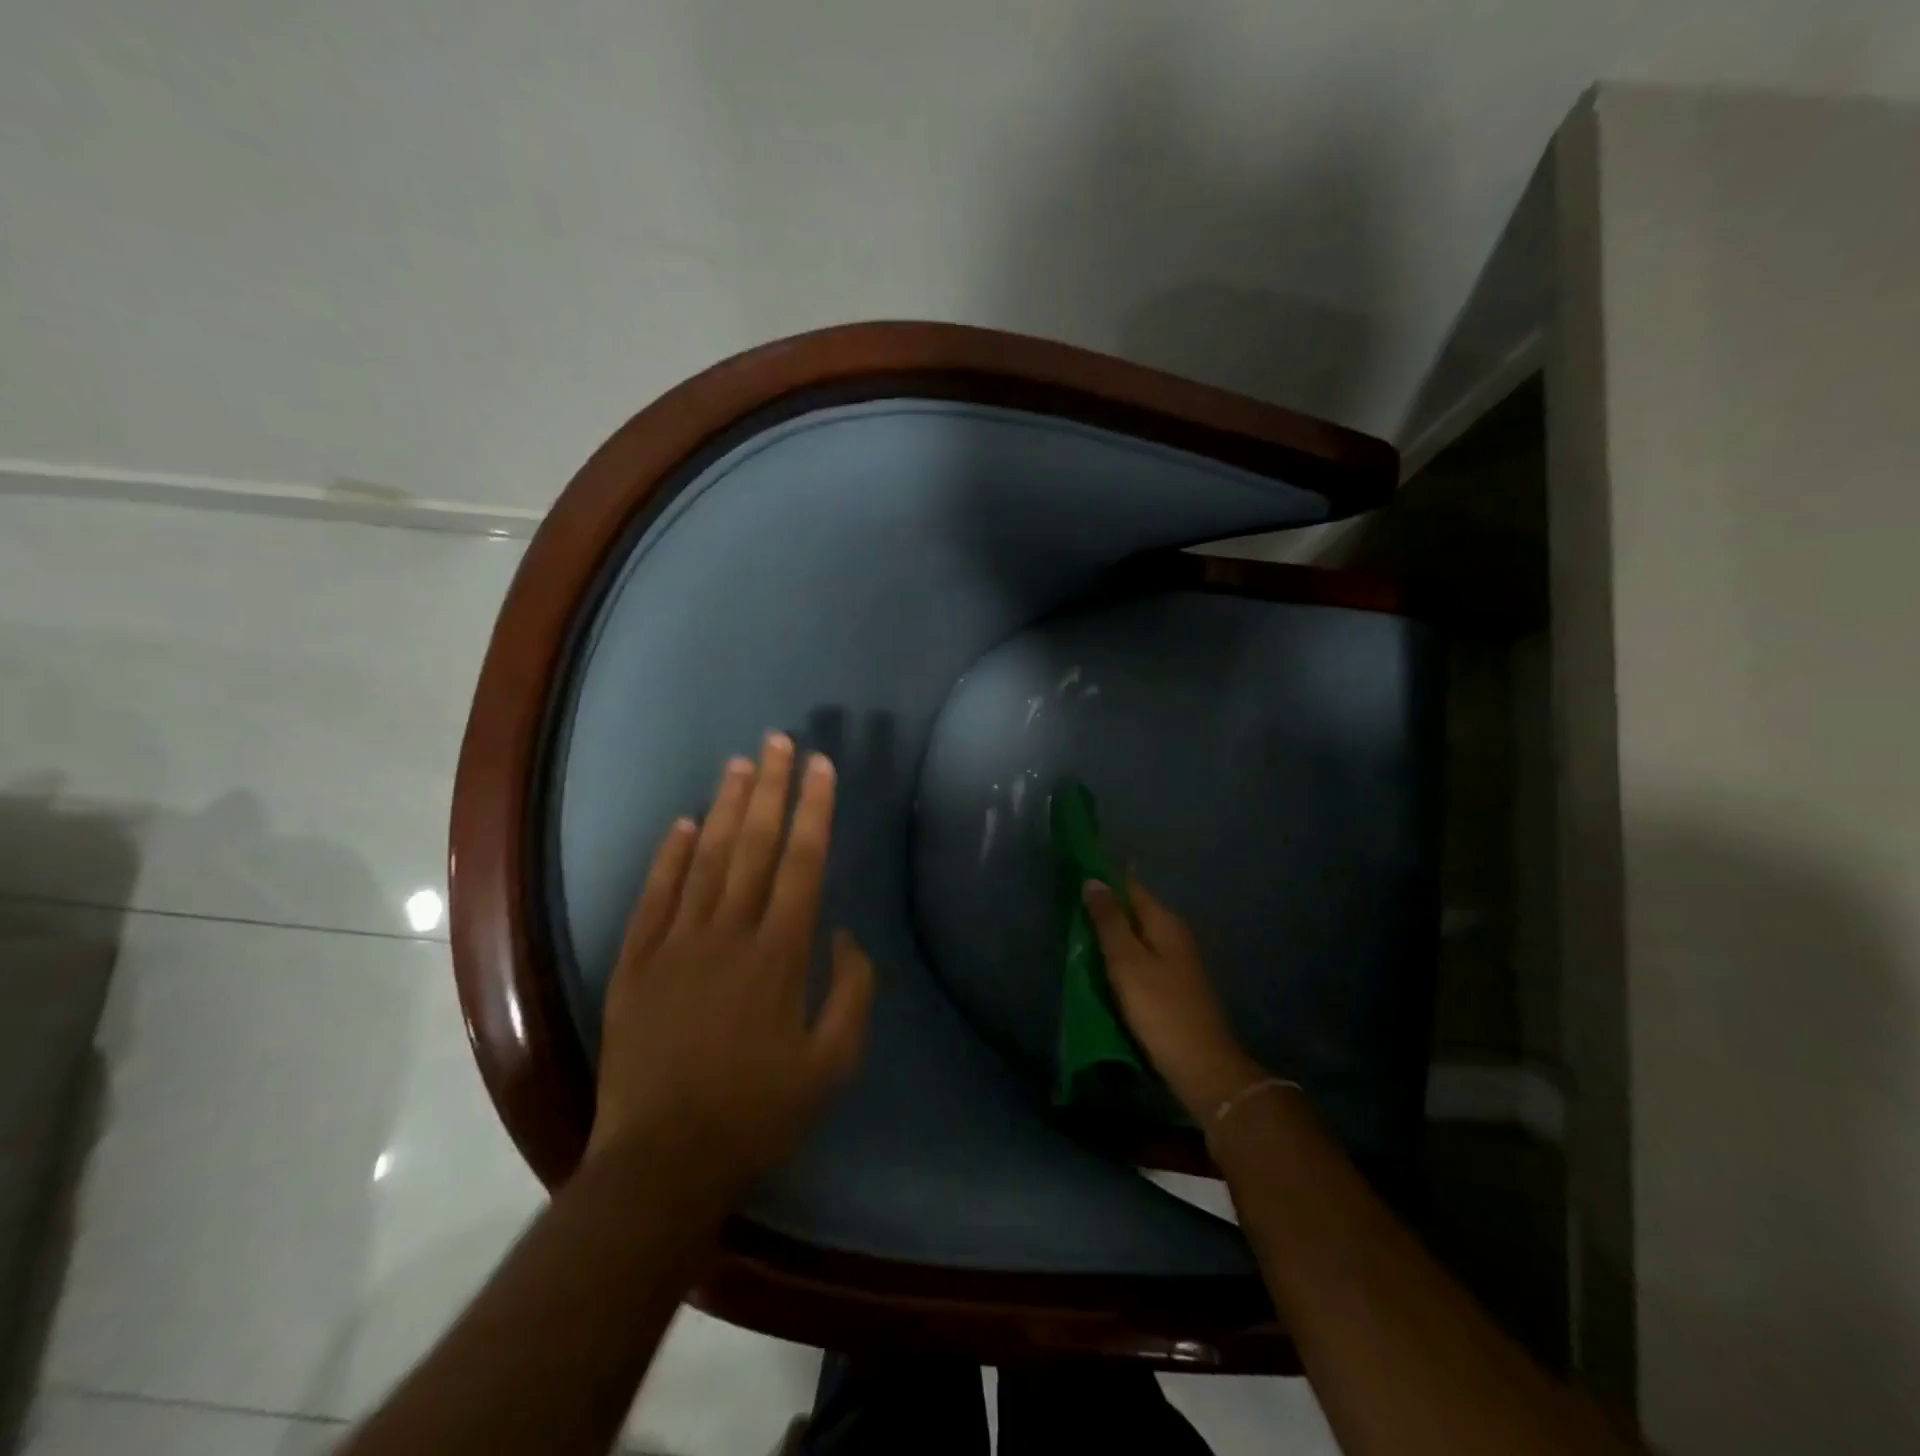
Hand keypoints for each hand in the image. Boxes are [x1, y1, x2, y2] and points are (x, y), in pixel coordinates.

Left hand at [588, 733, 875, 1182]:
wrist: (662, 1164)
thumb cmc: (758, 1113)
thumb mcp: (833, 1064)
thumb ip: (852, 992)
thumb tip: (844, 934)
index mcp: (780, 954)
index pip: (803, 862)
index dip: (815, 809)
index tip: (821, 767)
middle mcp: (729, 933)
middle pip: (755, 845)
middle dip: (772, 789)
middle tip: (780, 741)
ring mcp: (676, 944)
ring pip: (707, 859)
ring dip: (727, 808)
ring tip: (741, 764)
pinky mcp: (635, 964)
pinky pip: (655, 896)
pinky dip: (669, 857)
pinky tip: (684, 824)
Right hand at [1082, 877, 1264, 1121]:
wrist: (1201, 1065)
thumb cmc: (1160, 1008)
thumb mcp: (1127, 962)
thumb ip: (1109, 921)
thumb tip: (1094, 880)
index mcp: (1165, 922)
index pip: (1131, 886)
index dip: (1105, 877)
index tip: (1077, 872)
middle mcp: (1174, 934)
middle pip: (1135, 910)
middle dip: (1106, 906)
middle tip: (1070, 907)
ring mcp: (1178, 961)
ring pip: (1138, 935)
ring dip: (1113, 933)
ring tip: (1079, 935)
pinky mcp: (1174, 985)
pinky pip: (1142, 958)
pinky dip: (1122, 957)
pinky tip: (1105, 967)